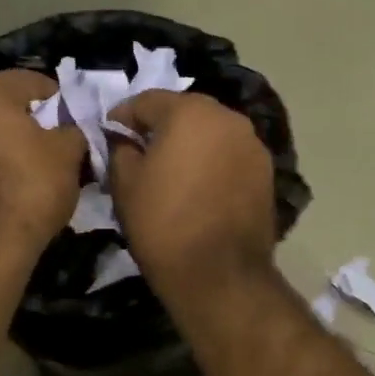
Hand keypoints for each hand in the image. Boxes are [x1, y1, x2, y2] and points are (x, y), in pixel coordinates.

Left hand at [0, 71, 85, 263]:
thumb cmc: (30, 186)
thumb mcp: (69, 151)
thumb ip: (74, 129)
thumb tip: (72, 129)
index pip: (32, 80)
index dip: (61, 99)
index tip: (78, 122)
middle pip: (5, 106)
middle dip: (35, 122)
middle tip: (62, 144)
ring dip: (13, 144)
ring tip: (40, 168)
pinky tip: (15, 186)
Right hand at [107, 91, 276, 295]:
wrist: (220, 275)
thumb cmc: (163, 223)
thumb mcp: (125, 184)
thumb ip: (120, 149)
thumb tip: (124, 139)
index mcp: (190, 111)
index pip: (146, 100)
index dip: (122, 117)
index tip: (109, 135)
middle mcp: (228, 117)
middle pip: (184, 110)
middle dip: (160, 126)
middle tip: (139, 150)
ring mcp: (252, 144)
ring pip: (211, 132)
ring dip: (190, 142)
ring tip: (171, 170)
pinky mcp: (266, 171)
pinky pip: (229, 154)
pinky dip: (212, 161)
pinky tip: (199, 185)